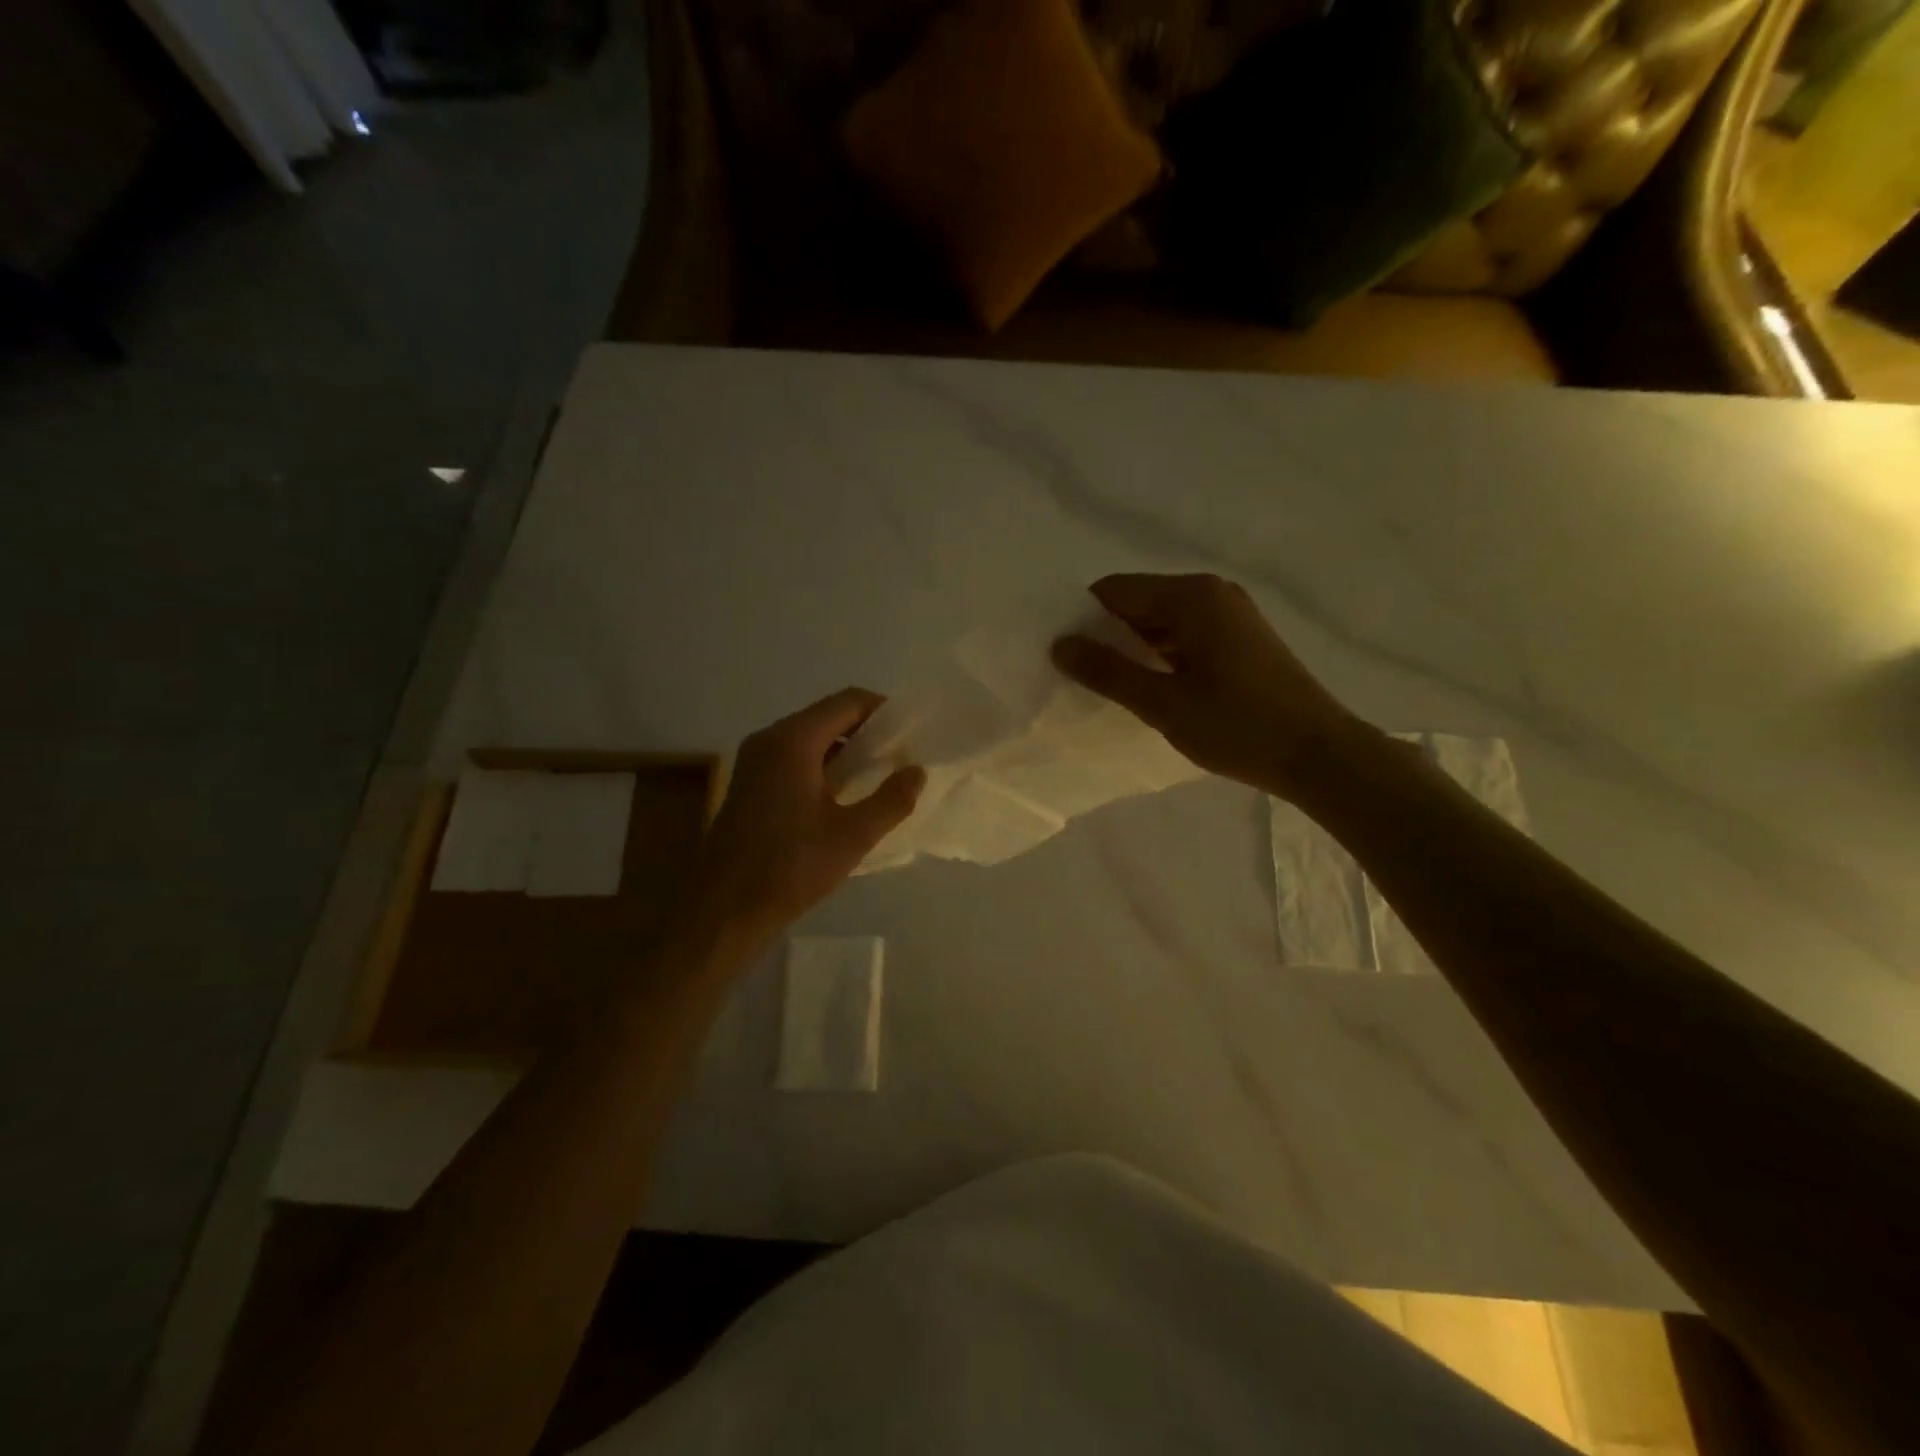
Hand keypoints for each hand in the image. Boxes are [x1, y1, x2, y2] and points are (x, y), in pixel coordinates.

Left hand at [682, 688, 924, 952]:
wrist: (723, 910)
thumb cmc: (789, 868)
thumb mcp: (852, 837)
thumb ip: (891, 800)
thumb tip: (917, 771)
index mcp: (793, 741)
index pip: (848, 702)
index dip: (884, 711)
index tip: (913, 734)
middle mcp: (770, 739)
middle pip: (828, 716)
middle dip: (868, 731)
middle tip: (902, 757)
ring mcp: (755, 761)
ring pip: (811, 738)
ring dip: (846, 750)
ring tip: (881, 777)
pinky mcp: (750, 783)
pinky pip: (795, 758)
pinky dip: (824, 765)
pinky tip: (845, 796)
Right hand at [1051, 573, 1363, 802]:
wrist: (1320, 755)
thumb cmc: (1238, 726)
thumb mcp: (1163, 703)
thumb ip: (1108, 671)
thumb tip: (1060, 645)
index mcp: (1191, 597)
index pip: (1115, 591)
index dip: (1083, 619)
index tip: (1063, 655)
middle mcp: (1212, 593)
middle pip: (1139, 602)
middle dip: (1107, 634)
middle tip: (1081, 675)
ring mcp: (1232, 614)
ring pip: (1163, 620)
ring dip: (1135, 647)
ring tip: (1112, 686)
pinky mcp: (1243, 638)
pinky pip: (1187, 634)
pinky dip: (1163, 654)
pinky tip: (1152, 687)